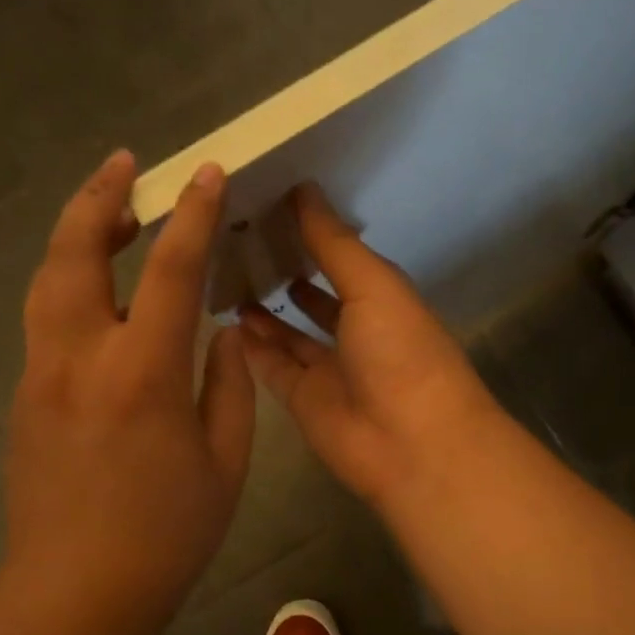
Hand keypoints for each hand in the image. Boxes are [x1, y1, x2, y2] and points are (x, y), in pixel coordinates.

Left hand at [3, 152, 253, 634]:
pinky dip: (70, 283)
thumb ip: (231, 387)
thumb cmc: (166, 534)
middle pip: (76, 254)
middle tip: (125, 164)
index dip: (192, 215)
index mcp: (142, 374)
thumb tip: (225, 335)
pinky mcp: (26, 398)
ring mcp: (43, 375)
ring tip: (107, 213)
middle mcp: (81, 358)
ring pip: (47, 281)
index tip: (207, 173)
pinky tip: (96, 290)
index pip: (169, 270)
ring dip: (76, 235)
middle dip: (100, 198)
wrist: (76, 593)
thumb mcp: (226, 464)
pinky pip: (46, 320)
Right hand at [239, 184, 500, 505]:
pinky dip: (251, 347)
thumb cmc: (402, 352)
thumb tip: (303, 189)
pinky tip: (224, 318)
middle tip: (234, 240)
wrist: (412, 444)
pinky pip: (271, 368)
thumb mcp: (374, 285)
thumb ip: (334, 243)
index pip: (339, 259)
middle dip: (281, 272)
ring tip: (222, 275)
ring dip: (262, 310)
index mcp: (381, 300)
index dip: (309, 233)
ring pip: (288, 334)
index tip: (266, 202)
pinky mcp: (303, 401)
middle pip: (312, 297)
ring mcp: (328, 370)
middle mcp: (355, 332)